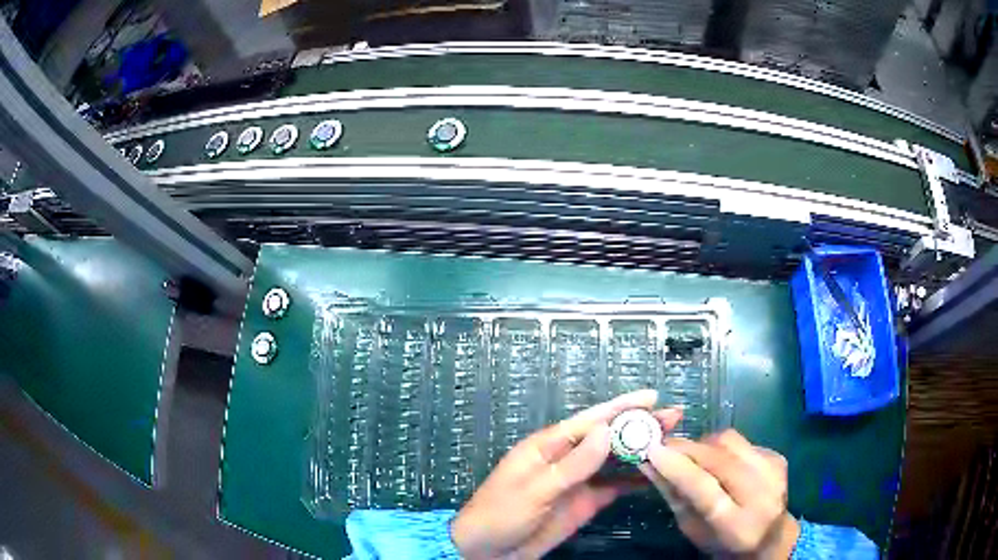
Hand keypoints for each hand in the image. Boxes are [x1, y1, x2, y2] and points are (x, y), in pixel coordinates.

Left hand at [451, 390, 681, 558]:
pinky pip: (614, 486)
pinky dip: (634, 479)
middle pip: (608, 438)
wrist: (489, 552)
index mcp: (549, 446)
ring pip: (615, 460)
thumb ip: (572, 464)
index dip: (622, 408)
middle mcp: (567, 458)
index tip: (652, 397)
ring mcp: (578, 481)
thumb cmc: (501, 514)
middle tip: (674, 417)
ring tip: (674, 440)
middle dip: (639, 426)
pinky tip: (656, 474)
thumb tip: (607, 431)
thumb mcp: (535, 490)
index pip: (591, 421)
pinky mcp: (585, 502)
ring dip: (641, 450)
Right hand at [639, 429, 798, 558]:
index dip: (678, 468)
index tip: (652, 450)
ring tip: (692, 455)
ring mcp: (773, 472)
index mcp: (736, 525)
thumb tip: (649, 463)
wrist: (769, 537)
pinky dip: (723, 448)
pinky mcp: (777, 457)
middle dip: (688, 448)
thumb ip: (674, 497)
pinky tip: (720, 462)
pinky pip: (742, 442)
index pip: (705, 489)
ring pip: (731, 442)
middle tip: (664, 445)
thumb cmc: (722, 541)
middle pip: (720, 459)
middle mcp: (761, 495)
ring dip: (705, 445)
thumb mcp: (693, 529)